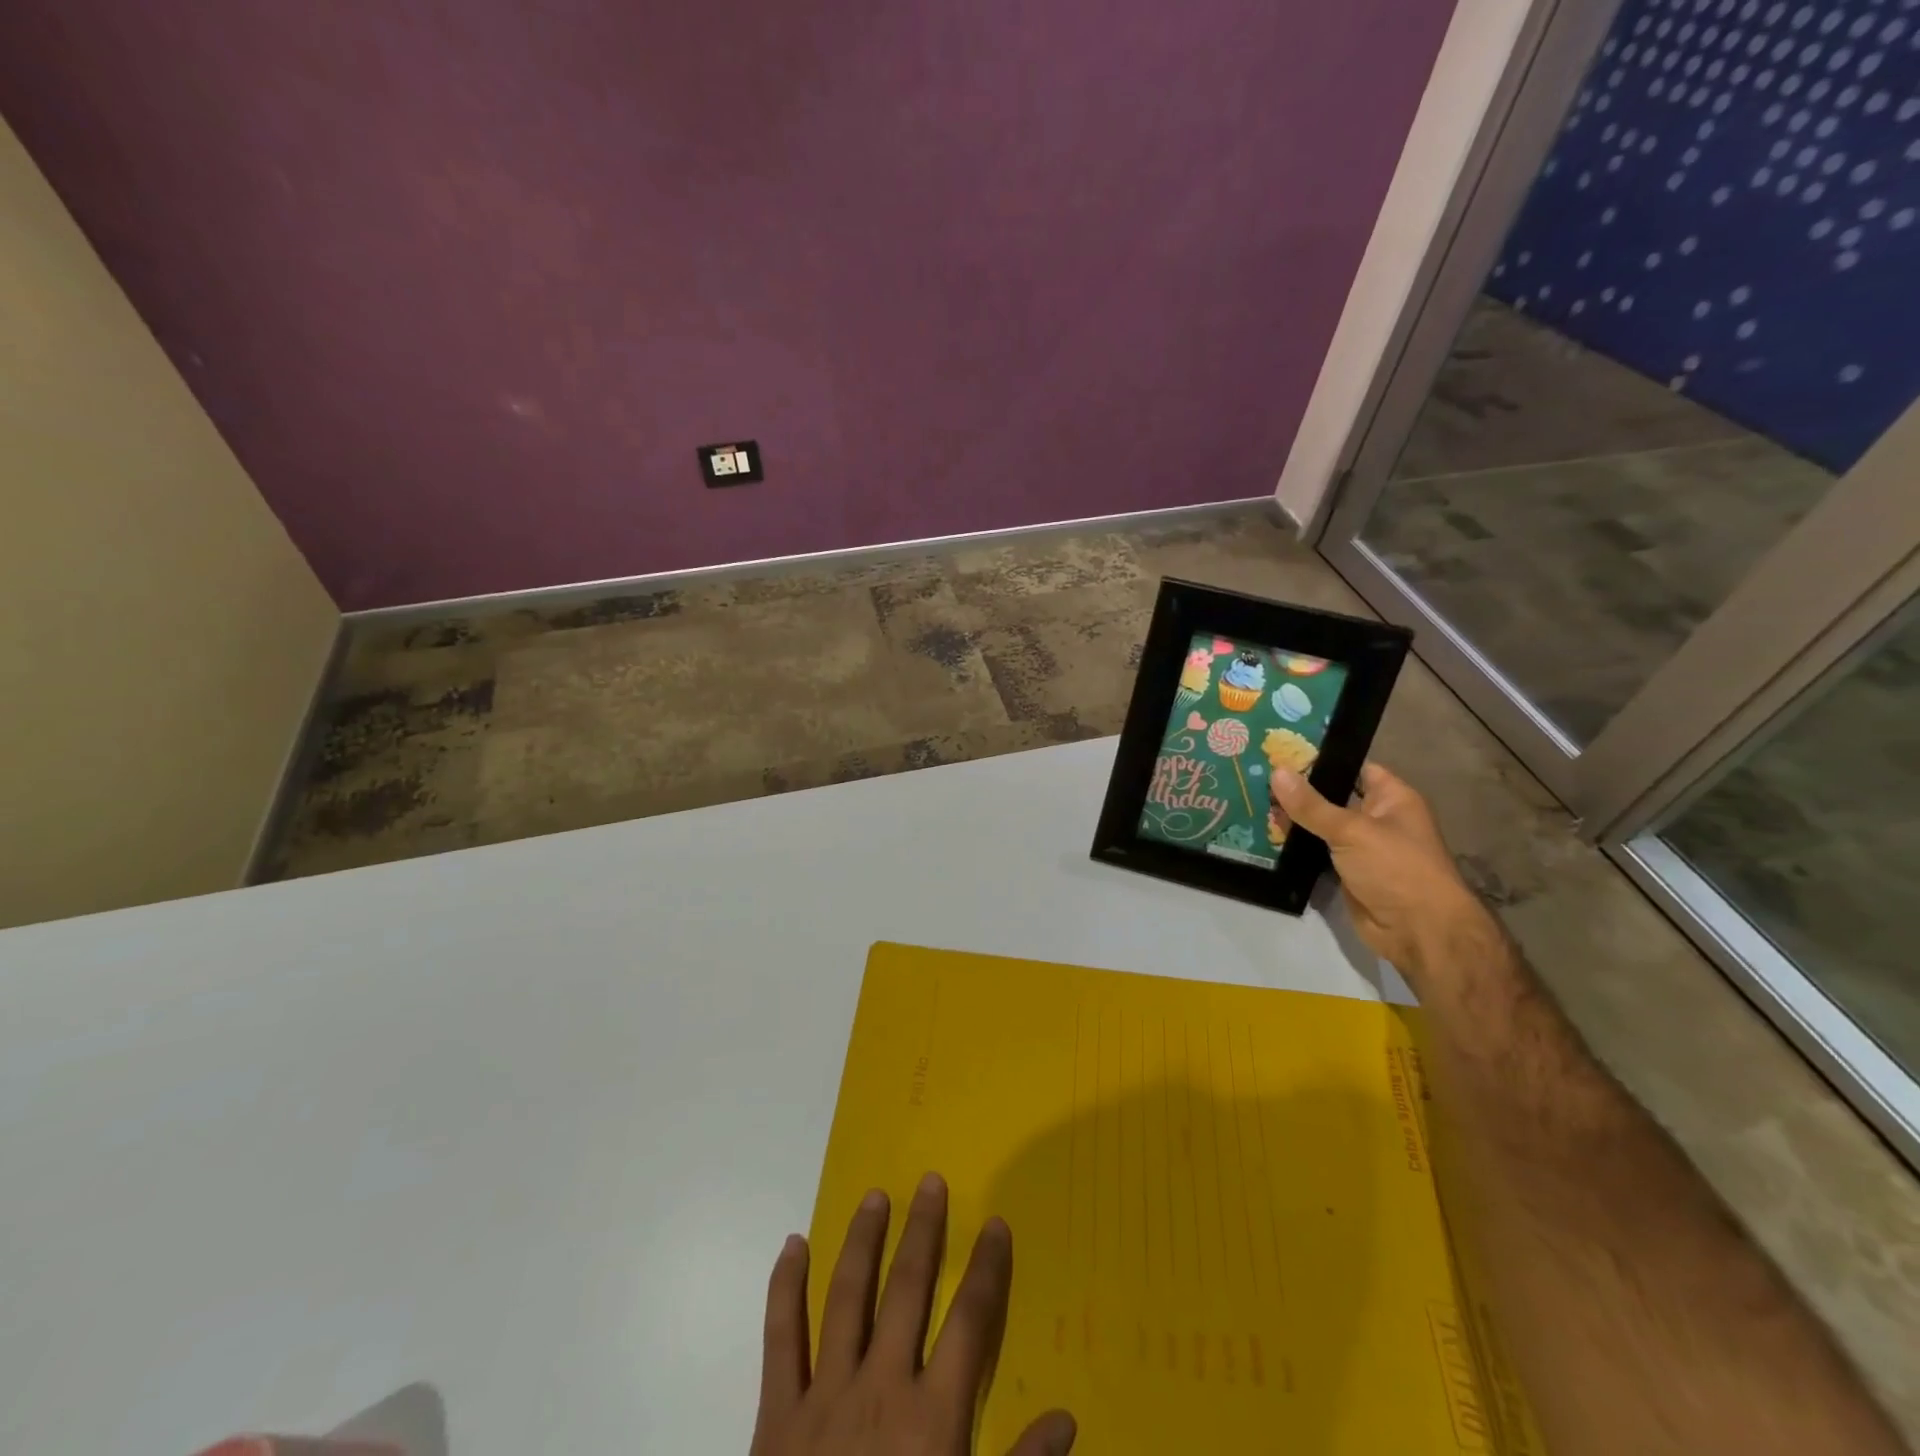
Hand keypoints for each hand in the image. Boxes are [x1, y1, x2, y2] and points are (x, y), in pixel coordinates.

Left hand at [750, 1173, 1076, 1455]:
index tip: (997, 1224)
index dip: (987, 1269)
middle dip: (922, 1232)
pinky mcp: (777, 1416)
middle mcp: (880, 1388)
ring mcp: (825, 1396)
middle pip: (906, 1290)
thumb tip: (1067, 1419)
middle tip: (930, 1181)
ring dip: (862, 1242)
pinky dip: (784, 1289)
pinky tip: (792, 1245)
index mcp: (931, 1418)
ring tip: (874, 1197)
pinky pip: (780, 1340)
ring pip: (846, 1297)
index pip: (970, 1322)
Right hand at [1270, 761, 1495, 980]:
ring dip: (1292, 819)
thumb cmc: (1396, 869)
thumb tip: (1276, 771)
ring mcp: (1360, 847)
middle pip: (1332, 796)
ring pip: (1320, 826)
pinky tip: (1261, 834)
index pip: (1354, 767)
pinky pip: (1315, 852)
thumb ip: (1311, 805)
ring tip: (1250, 799)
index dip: (1321, 759)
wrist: (1418, 932)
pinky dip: (1294, 846)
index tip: (1280, 750)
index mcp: (1391, 798)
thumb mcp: (1351, 830)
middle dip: (1298, 789)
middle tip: (1255, 774)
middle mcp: (1377, 819)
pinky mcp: (1345, 872)